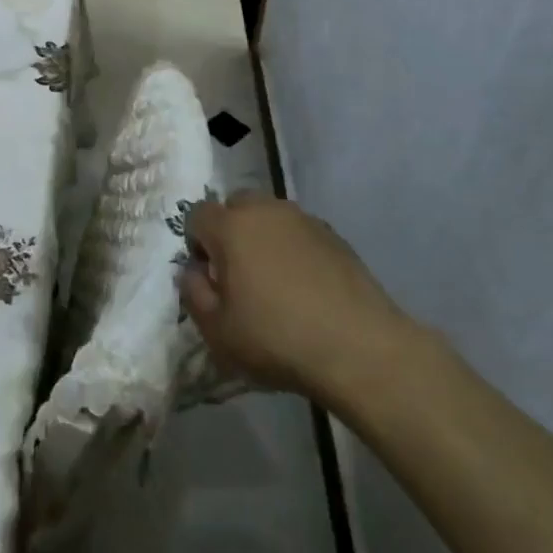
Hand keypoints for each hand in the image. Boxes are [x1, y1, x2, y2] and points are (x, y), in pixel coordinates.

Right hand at [179, 192, 413, 405]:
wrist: (359, 348)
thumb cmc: (277, 339)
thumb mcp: (217, 331)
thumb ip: (194, 294)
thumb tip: (194, 272)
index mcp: (231, 227)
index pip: (197, 214)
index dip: (196, 243)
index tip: (210, 277)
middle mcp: (265, 211)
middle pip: (236, 204)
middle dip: (230, 230)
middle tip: (239, 273)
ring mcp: (304, 220)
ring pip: (270, 215)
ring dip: (263, 237)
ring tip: (275, 280)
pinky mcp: (335, 235)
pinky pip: (300, 232)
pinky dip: (294, 249)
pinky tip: (306, 287)